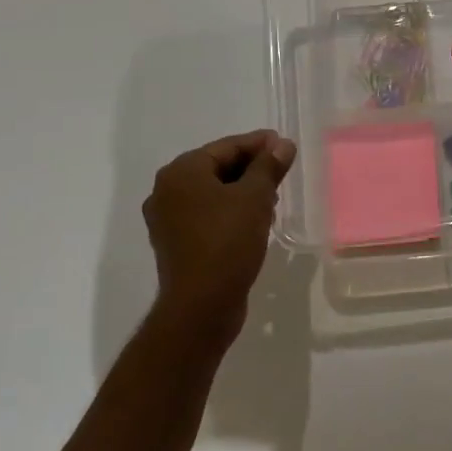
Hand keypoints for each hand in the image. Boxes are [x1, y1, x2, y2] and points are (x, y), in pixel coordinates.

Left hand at [143, 129, 295, 338]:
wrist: (201, 306)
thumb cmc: (227, 241)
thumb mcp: (255, 198)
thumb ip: (269, 166)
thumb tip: (283, 144)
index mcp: (181, 171)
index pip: (226, 147)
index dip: (259, 144)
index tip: (285, 145)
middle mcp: (167, 190)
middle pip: (217, 167)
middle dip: (251, 168)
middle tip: (281, 171)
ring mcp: (167, 219)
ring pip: (212, 193)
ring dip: (242, 191)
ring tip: (273, 197)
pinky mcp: (175, 243)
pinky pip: (206, 215)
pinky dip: (229, 211)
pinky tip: (254, 220)